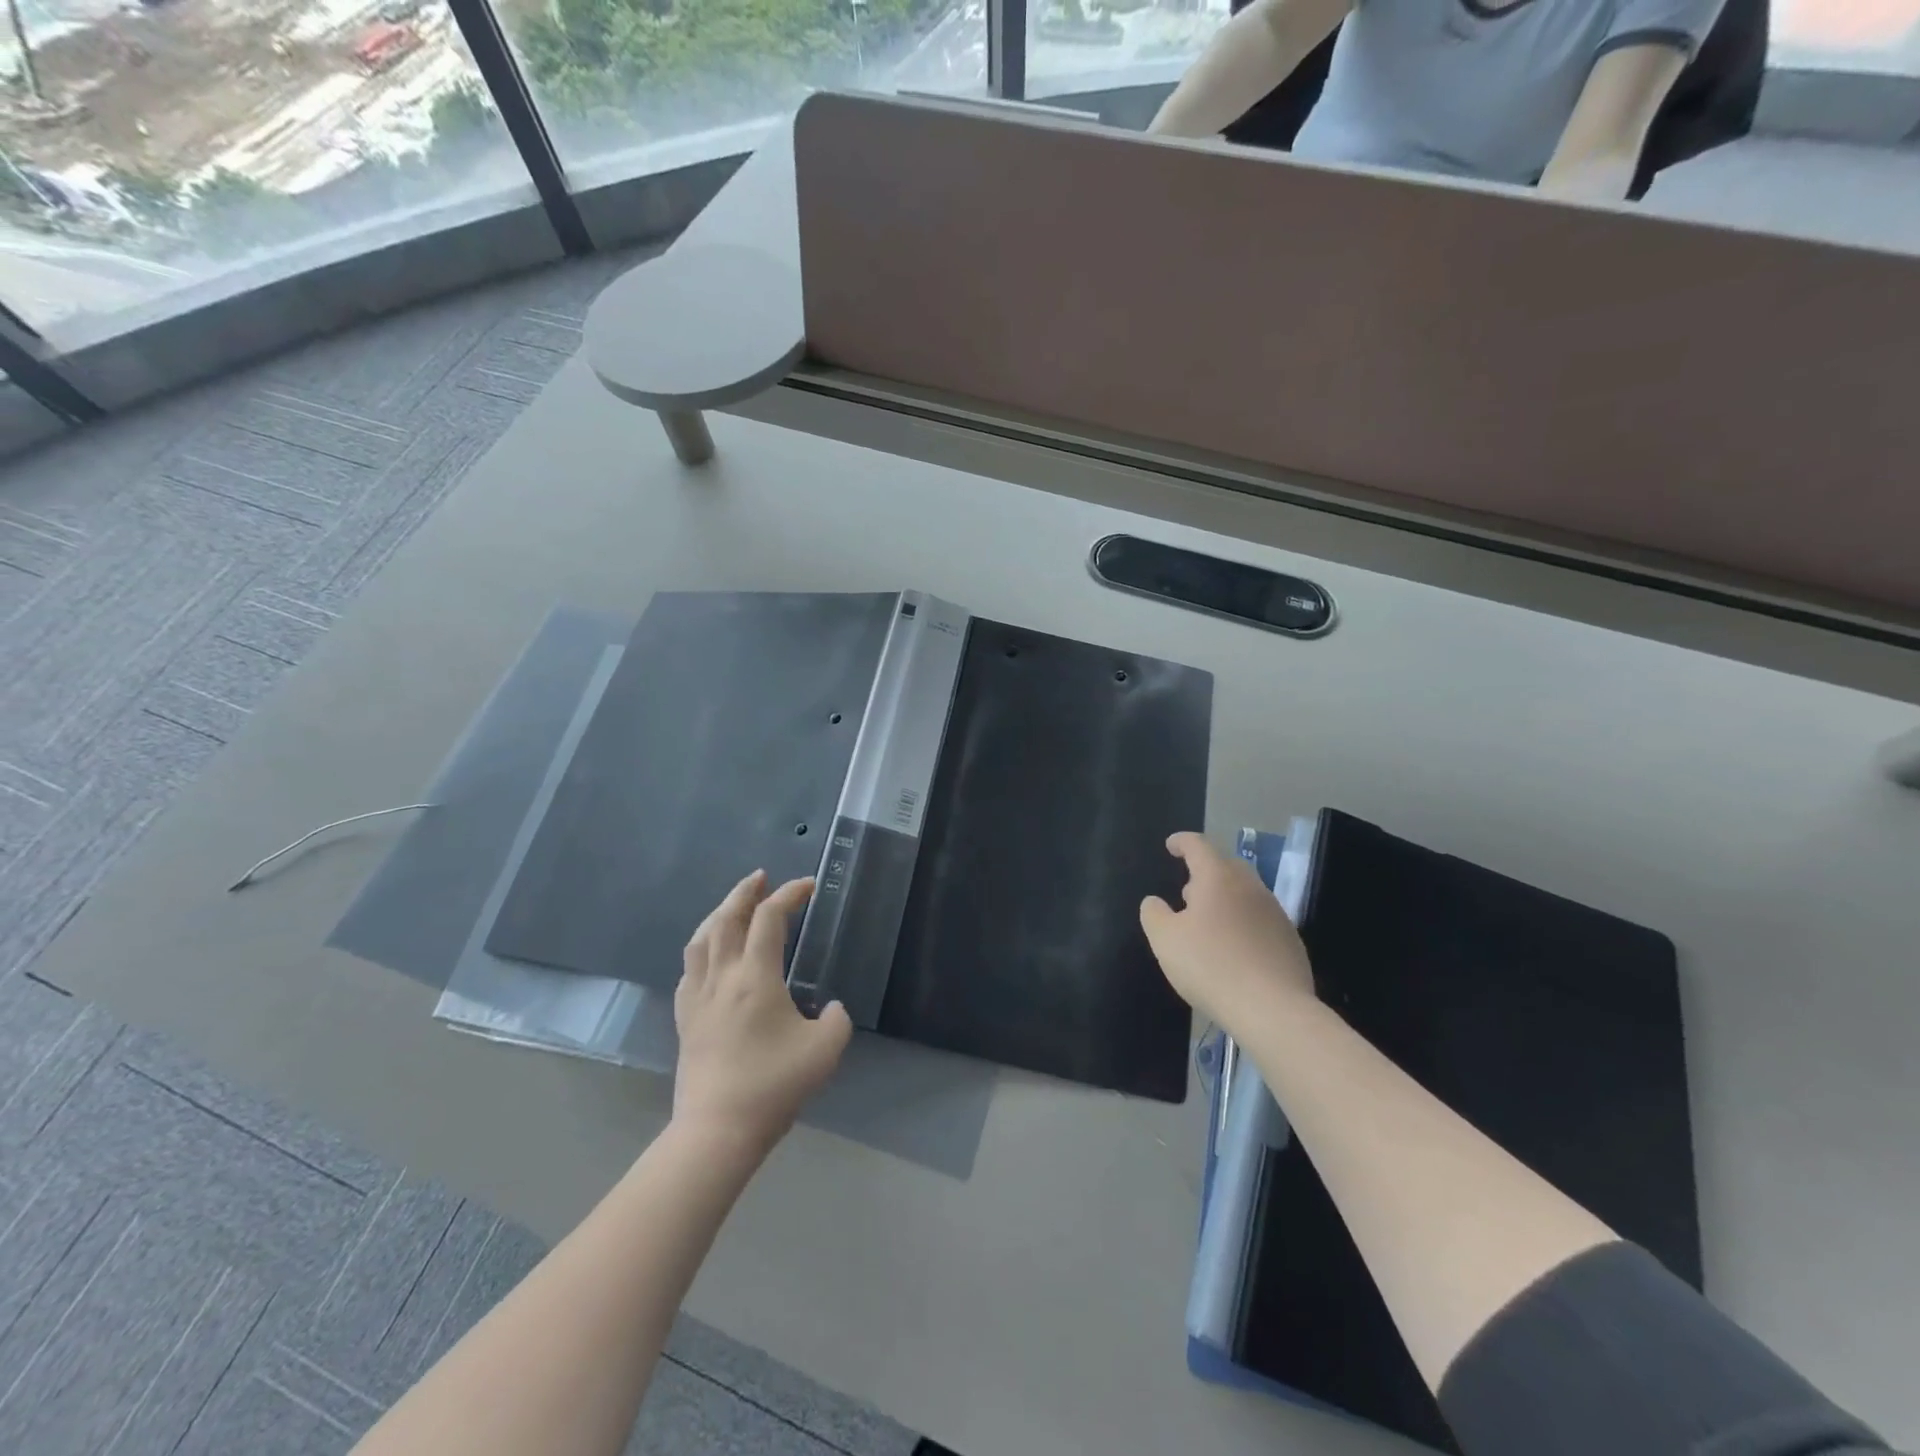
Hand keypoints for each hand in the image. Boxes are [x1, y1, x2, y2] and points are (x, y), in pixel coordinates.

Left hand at [673, 871, 852, 1153]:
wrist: (718, 1130)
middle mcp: (722, 977)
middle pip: (726, 918)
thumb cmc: (774, 1085)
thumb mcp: (825, 1050)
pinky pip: (689, 968)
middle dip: (745, 891)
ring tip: (734, 906)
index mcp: (755, 977)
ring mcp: (697, 997)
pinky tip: (710, 954)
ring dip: (719, 913)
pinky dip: (703, 947)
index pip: (769, 919)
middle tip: (761, 877)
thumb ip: (837, 1019)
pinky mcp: (684, 1019)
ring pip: (701, 939)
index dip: (789, 895)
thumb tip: (831, 1008)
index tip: (808, 886)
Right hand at [1140, 832, 1314, 1036]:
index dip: (1182, 842)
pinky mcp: (1290, 940)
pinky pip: (1261, 920)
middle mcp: (1251, 887)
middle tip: (1187, 891)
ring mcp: (1276, 913)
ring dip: (1225, 898)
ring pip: (1246, 893)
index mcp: (1218, 878)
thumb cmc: (1211, 966)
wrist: (1273, 1009)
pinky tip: (1234, 949)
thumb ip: (1154, 914)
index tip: (1171, 846)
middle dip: (1205, 872)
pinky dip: (1243, 923)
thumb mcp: (1165, 940)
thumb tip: (1155, 902)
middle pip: (1226, 866)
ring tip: (1209, 922)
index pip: (1198, 845)